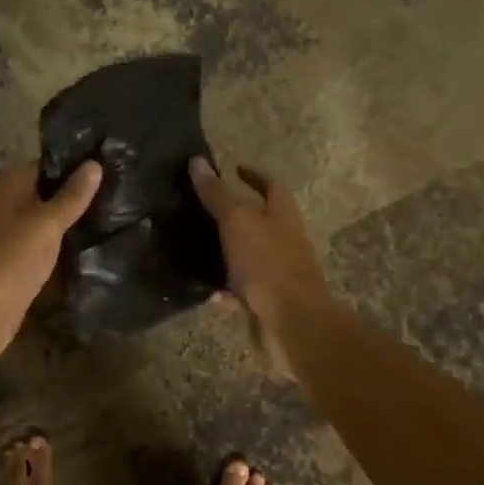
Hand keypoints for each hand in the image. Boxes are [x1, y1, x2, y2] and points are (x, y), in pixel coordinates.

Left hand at [0, 159, 102, 370]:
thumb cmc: (11, 259)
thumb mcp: (47, 223)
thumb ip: (72, 195)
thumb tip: (94, 163)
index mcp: (7, 185)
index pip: (46, 165)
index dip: (77, 165)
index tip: (112, 166)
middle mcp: (5, 205)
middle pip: (47, 193)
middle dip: (79, 196)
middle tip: (121, 194)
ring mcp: (9, 237)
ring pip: (48, 223)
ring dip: (74, 225)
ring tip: (117, 219)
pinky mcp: (16, 265)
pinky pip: (45, 249)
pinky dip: (64, 249)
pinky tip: (94, 250)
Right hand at [188, 159, 333, 379]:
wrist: (291, 323)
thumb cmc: (267, 263)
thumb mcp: (237, 221)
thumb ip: (217, 194)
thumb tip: (197, 161)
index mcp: (283, 215)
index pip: (271, 185)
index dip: (253, 175)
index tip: (232, 168)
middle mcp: (283, 240)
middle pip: (259, 220)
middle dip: (233, 213)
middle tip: (199, 207)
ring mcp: (276, 272)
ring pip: (247, 254)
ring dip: (224, 250)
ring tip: (192, 244)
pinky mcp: (265, 300)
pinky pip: (240, 288)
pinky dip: (223, 286)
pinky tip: (201, 286)